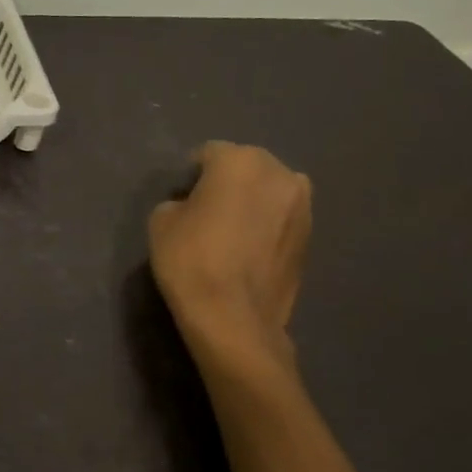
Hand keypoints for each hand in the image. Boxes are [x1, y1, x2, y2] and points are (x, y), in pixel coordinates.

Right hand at [149, 142, 311, 364]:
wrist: (233, 317)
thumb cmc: (191, 260)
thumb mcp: (160, 221)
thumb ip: (179, 200)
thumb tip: (194, 205)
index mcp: (241, 160)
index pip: (208, 154)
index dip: (191, 175)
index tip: (180, 198)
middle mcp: (280, 173)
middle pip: (246, 168)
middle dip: (227, 183)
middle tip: (206, 212)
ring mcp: (303, 206)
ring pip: (268, 193)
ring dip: (251, 204)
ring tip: (230, 233)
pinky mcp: (311, 238)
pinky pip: (280, 220)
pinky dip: (266, 227)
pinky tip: (247, 251)